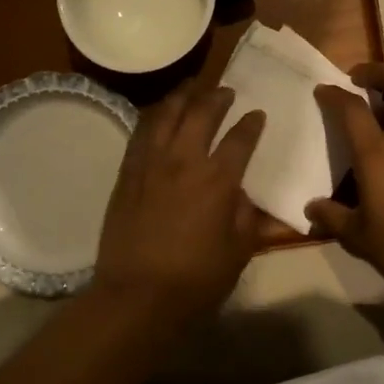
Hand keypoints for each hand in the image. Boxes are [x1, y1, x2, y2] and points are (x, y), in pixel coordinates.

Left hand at [93, 83, 266, 320]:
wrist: (137, 296)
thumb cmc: (196, 280)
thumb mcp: (238, 252)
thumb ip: (245, 217)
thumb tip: (242, 195)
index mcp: (218, 180)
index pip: (240, 139)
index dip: (251, 123)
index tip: (257, 113)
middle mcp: (184, 161)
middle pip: (201, 114)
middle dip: (217, 97)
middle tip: (225, 91)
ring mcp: (151, 164)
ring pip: (166, 115)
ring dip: (182, 97)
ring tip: (191, 88)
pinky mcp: (127, 173)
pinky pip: (141, 134)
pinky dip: (154, 118)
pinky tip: (158, 115)